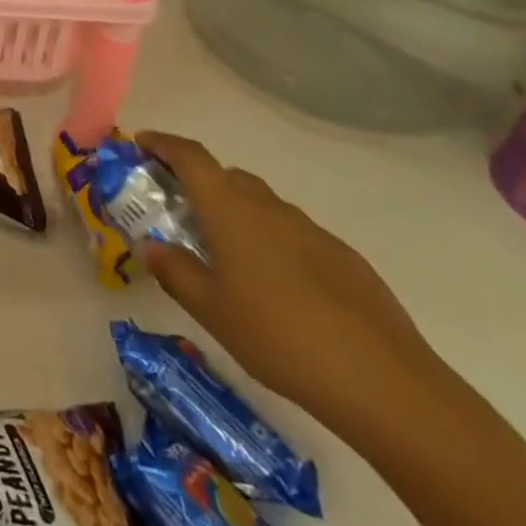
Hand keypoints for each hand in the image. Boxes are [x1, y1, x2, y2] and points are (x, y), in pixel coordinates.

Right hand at [134, 132, 437, 426]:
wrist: (384, 381)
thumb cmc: (279, 337)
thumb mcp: (211, 310)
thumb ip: (175, 271)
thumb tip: (150, 246)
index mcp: (230, 209)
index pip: (190, 156)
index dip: (163, 143)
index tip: (141, 143)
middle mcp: (268, 206)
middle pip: (225, 176)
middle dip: (197, 183)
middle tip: (178, 213)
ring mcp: (310, 229)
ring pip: (260, 205)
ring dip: (235, 215)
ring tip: (225, 258)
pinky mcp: (342, 257)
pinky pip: (292, 234)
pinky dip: (271, 243)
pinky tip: (278, 290)